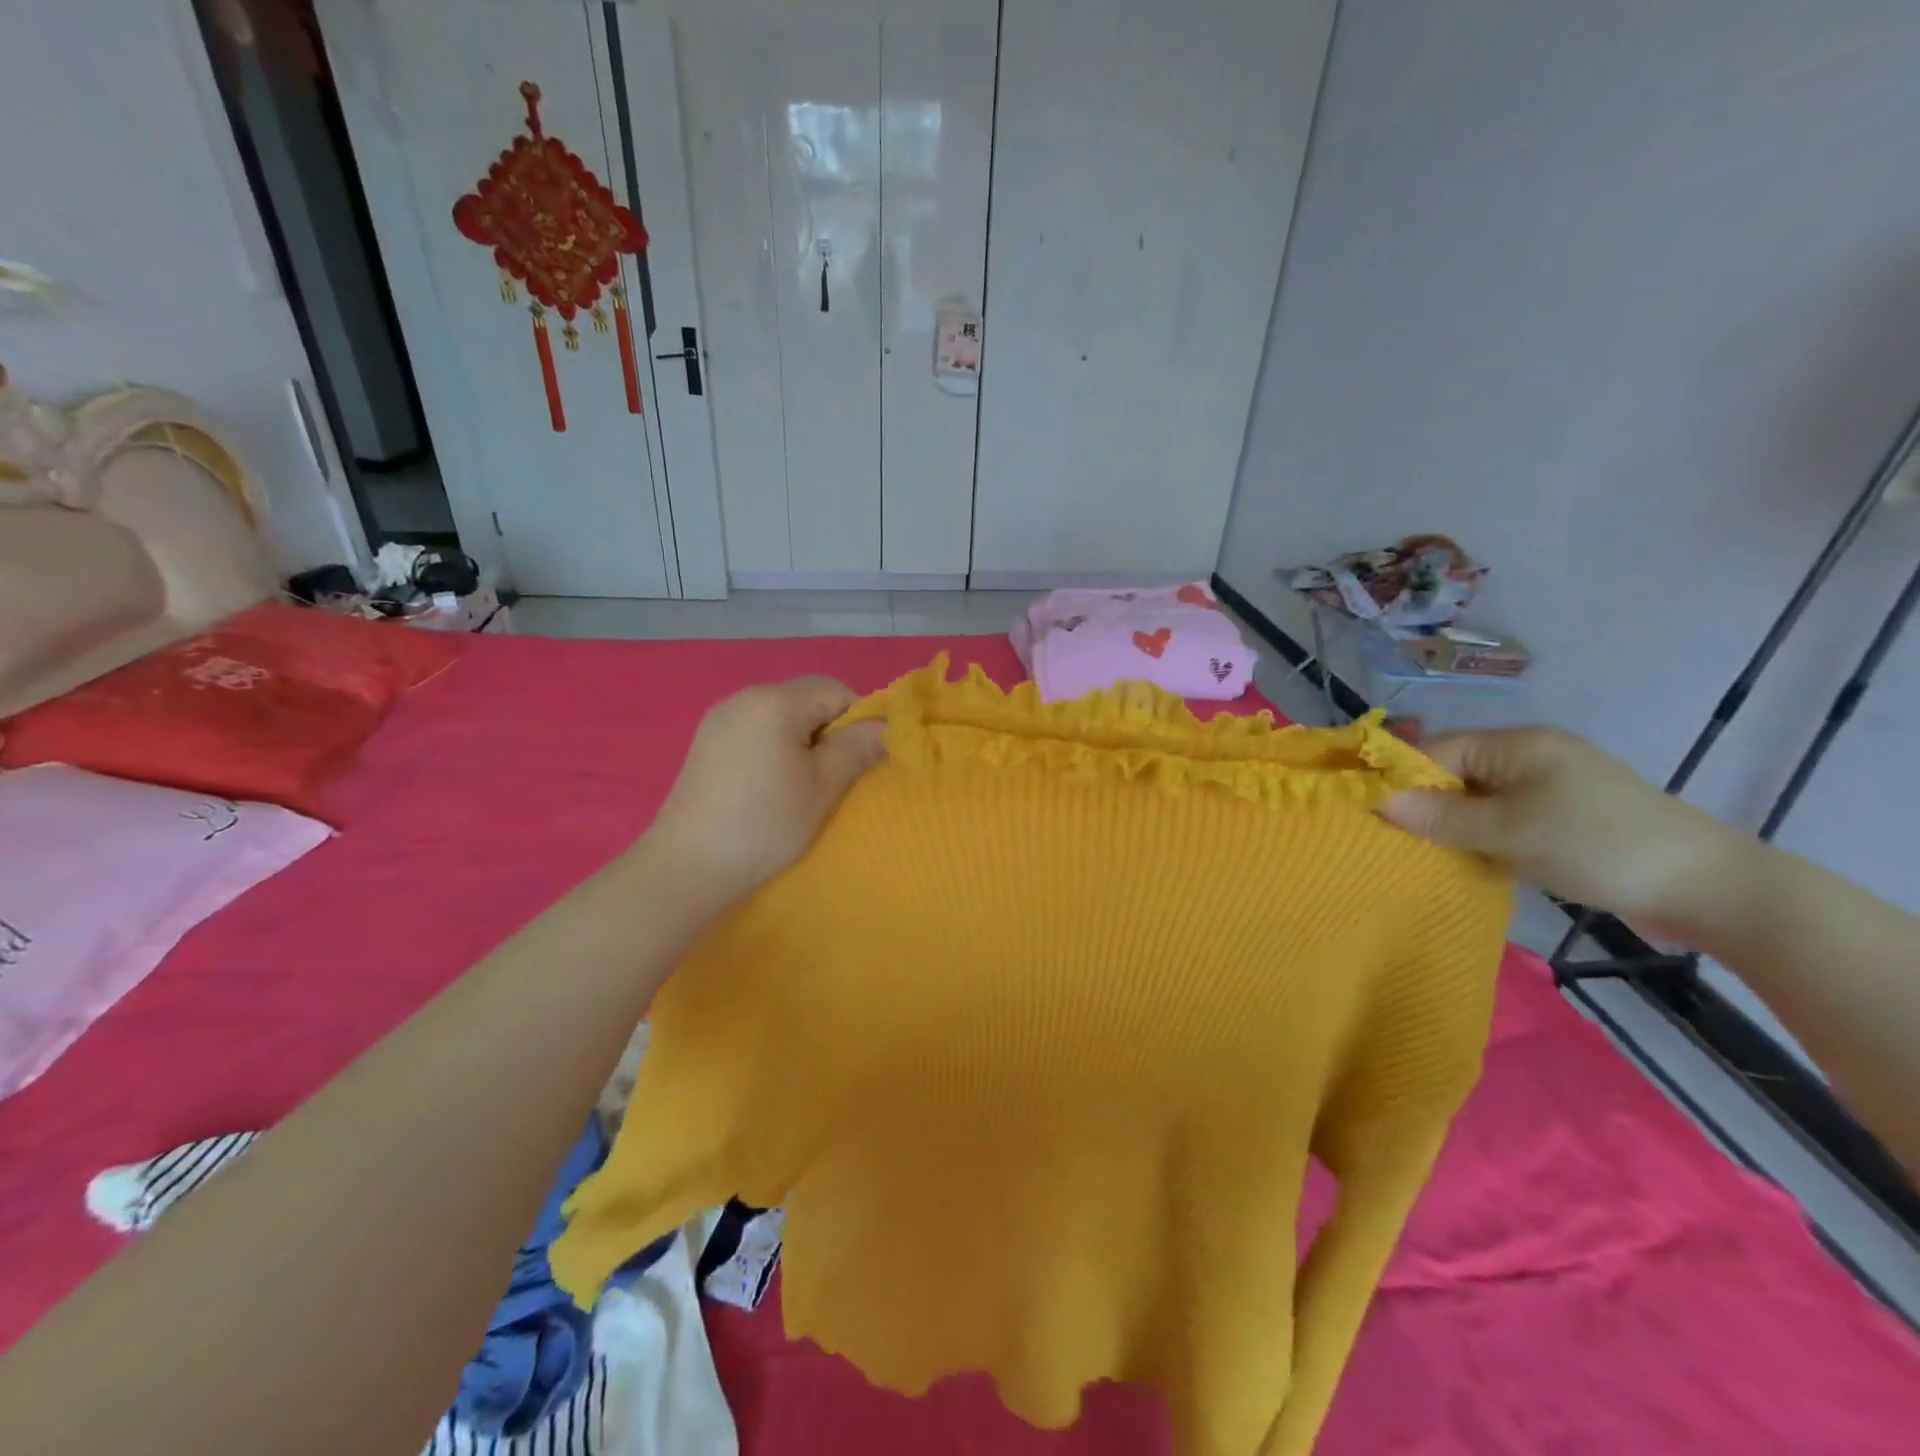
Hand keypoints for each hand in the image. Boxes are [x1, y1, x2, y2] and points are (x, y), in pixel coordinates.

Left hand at [642, 677, 886, 906]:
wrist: (688, 868)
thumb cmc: (765, 824)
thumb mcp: (823, 787)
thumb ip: (858, 748)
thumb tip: (888, 726)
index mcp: (775, 701)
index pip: (836, 689)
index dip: (858, 719)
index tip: (860, 761)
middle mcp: (744, 696)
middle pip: (806, 697)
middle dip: (829, 729)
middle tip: (834, 776)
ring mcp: (719, 718)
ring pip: (781, 714)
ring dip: (802, 739)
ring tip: (802, 784)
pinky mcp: (705, 742)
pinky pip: (755, 729)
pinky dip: (774, 746)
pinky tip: (769, 784)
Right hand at [1379, 727, 1755, 933]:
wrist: (1709, 888)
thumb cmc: (1597, 845)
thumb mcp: (1509, 831)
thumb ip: (1441, 816)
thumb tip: (1377, 800)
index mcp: (1517, 744)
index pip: (1436, 750)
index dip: (1399, 776)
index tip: (1366, 809)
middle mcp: (1530, 756)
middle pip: (1454, 773)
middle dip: (1423, 803)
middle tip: (1390, 838)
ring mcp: (1550, 787)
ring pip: (1477, 800)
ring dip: (1452, 824)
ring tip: (1422, 852)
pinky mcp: (1565, 818)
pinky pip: (1503, 818)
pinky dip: (1481, 836)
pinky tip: (1467, 859)